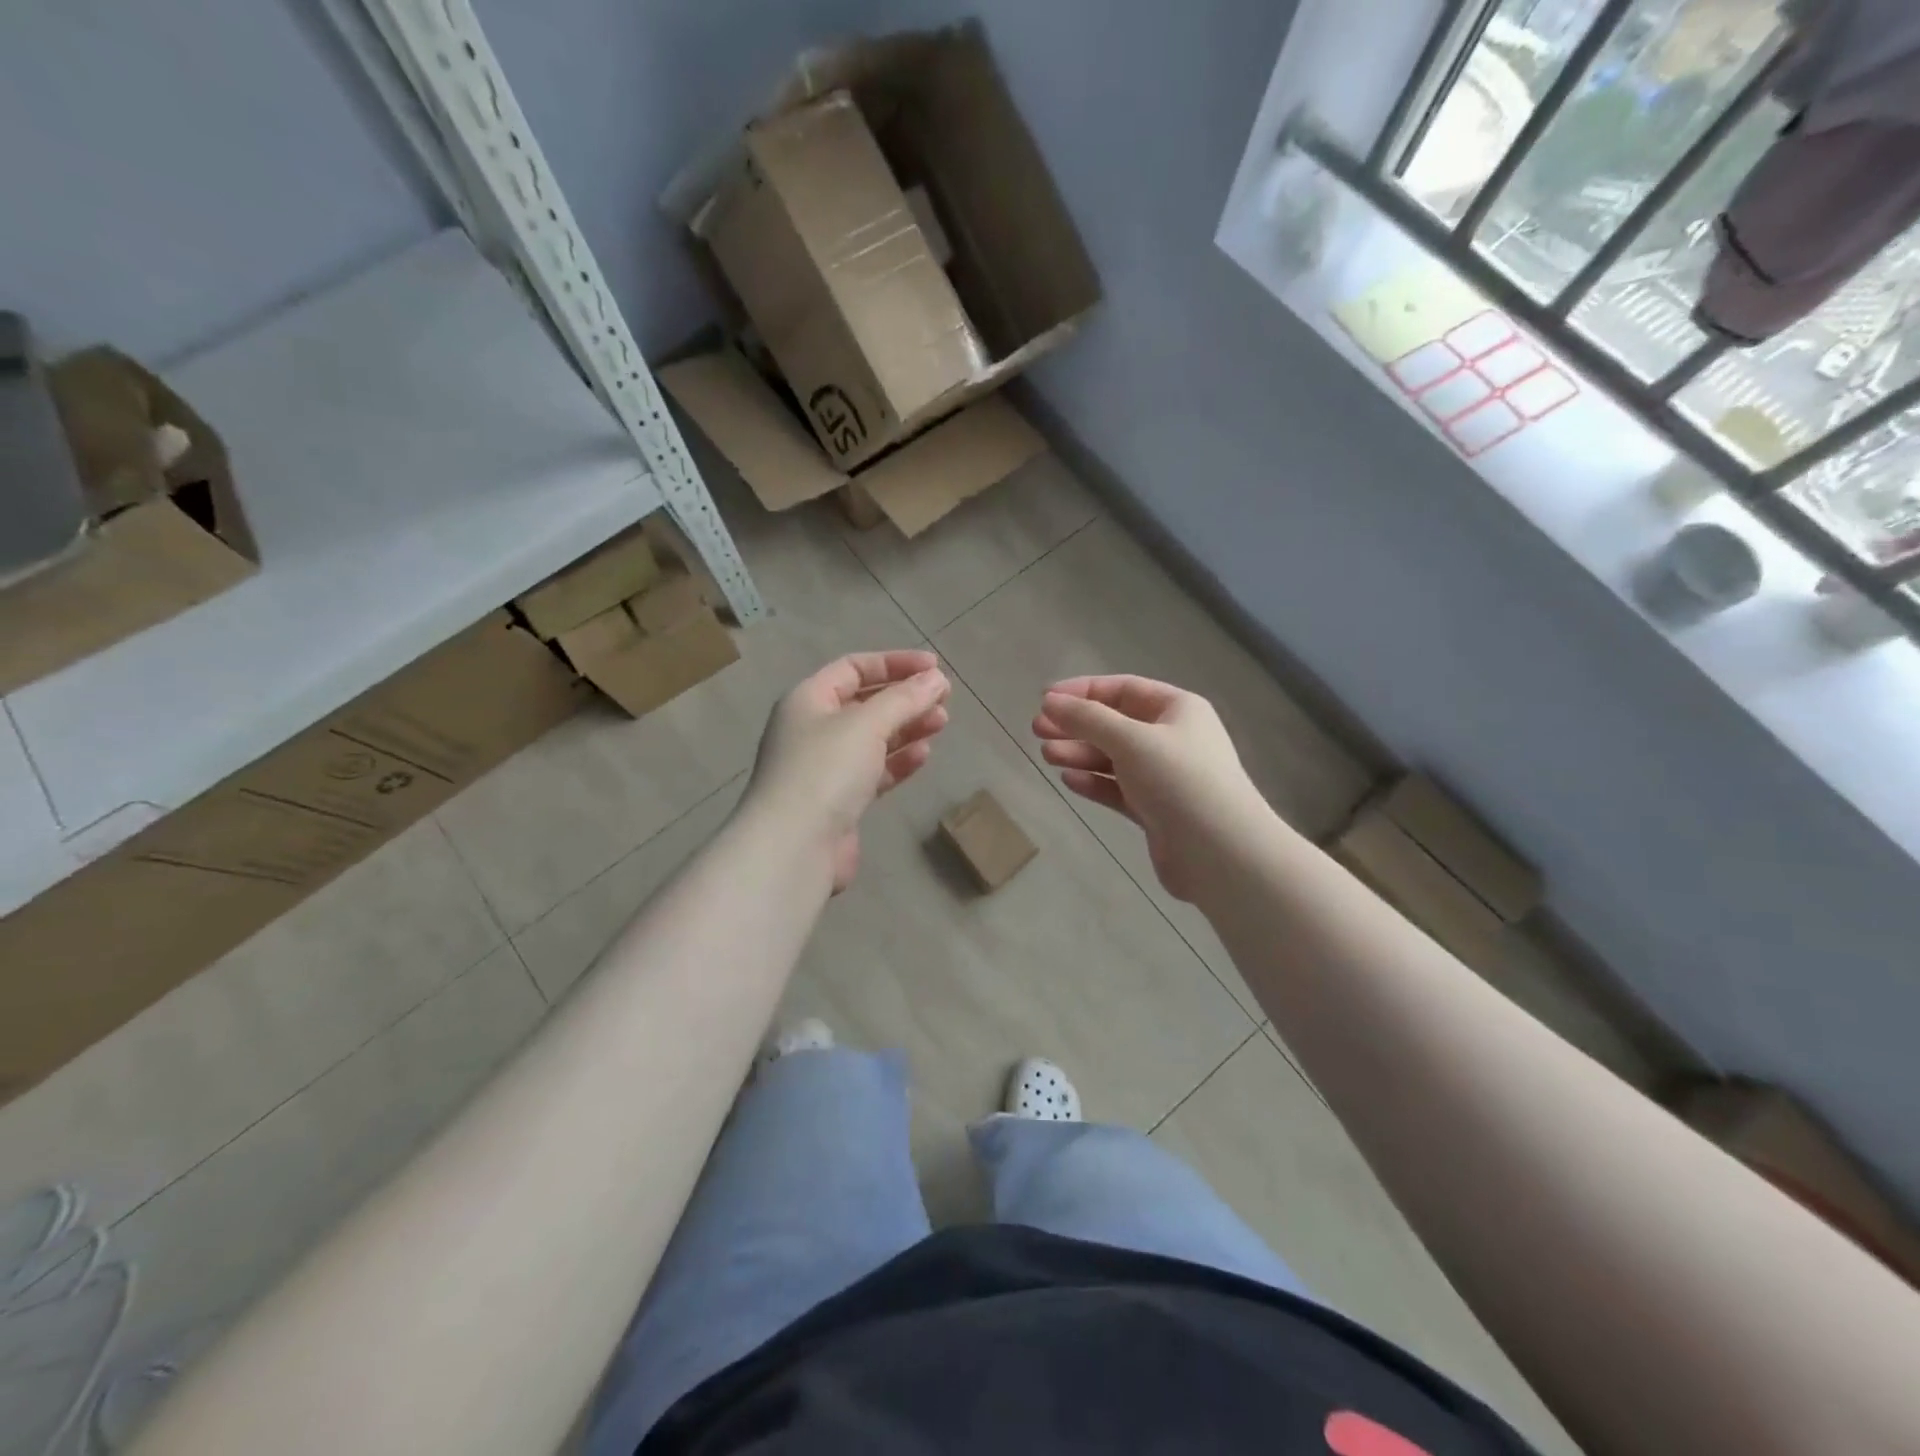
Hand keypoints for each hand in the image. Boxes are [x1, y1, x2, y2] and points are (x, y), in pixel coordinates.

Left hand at [746, 650, 950, 892]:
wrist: (794, 847)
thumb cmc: (825, 771)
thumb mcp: (866, 724)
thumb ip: (904, 699)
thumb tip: (936, 679)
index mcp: (808, 700)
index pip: (854, 668)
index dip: (895, 663)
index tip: (934, 668)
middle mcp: (812, 729)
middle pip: (865, 703)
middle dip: (905, 698)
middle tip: (943, 700)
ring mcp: (824, 767)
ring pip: (872, 738)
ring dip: (907, 728)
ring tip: (941, 723)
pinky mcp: (839, 801)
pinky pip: (873, 771)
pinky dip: (898, 761)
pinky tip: (923, 755)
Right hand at [1033, 675, 1262, 901]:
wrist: (1221, 853)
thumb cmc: (1179, 781)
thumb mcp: (1130, 740)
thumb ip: (1087, 719)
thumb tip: (1049, 702)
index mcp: (1178, 709)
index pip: (1123, 689)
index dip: (1083, 691)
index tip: (1045, 700)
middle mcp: (1173, 738)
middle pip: (1116, 724)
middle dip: (1076, 725)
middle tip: (1037, 730)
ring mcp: (1165, 777)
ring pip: (1114, 758)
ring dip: (1081, 754)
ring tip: (1047, 755)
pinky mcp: (1157, 811)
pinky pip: (1119, 789)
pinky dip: (1094, 783)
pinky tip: (1069, 780)